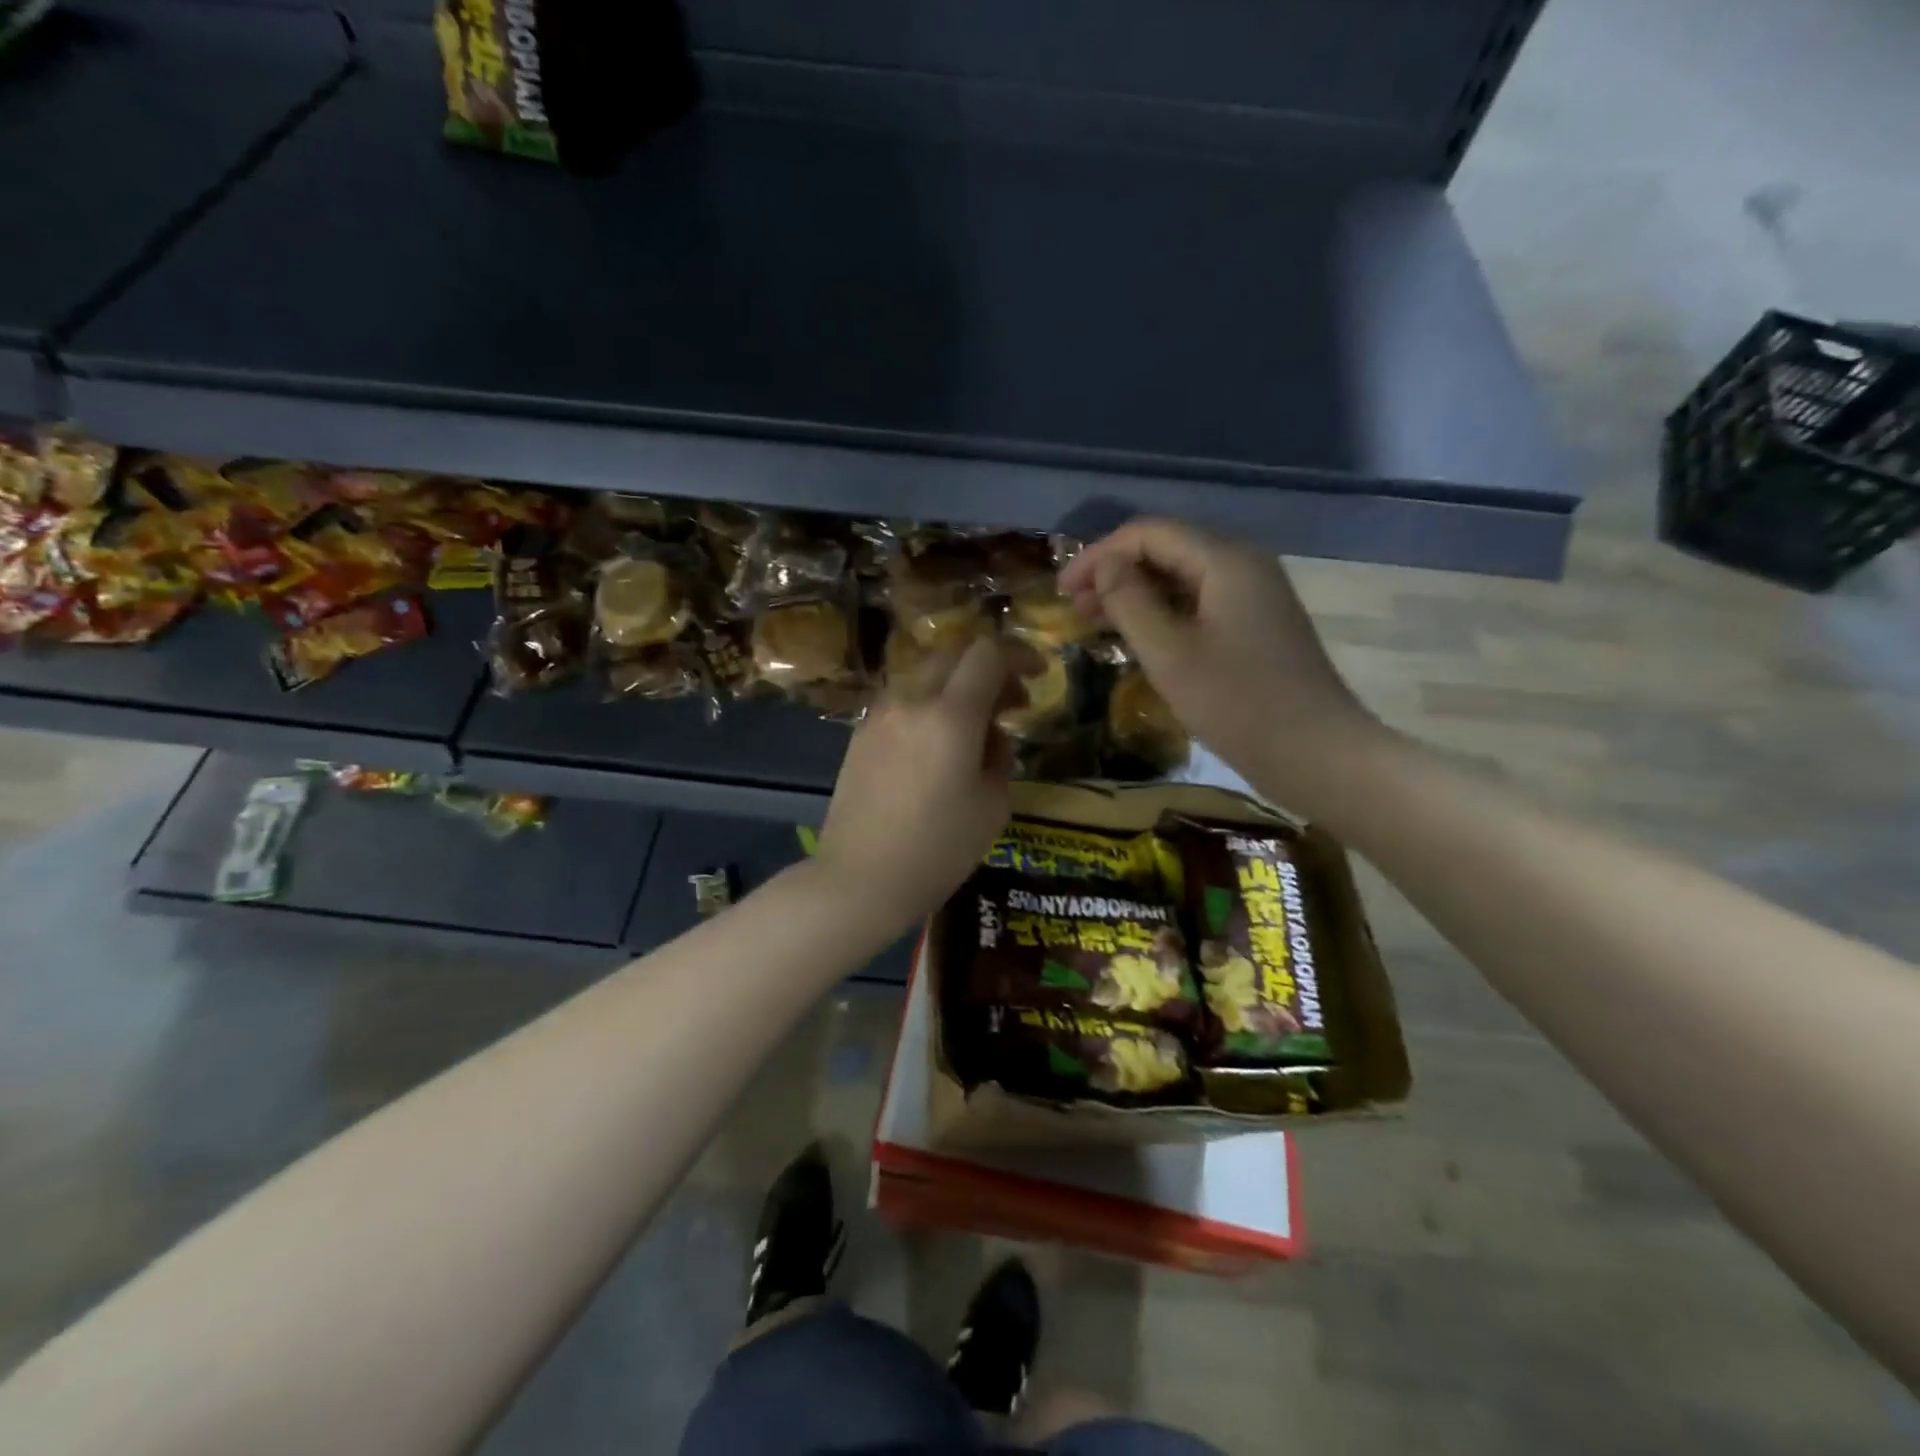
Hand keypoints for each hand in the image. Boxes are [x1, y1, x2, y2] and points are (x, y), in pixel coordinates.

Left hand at [813, 636, 1015, 933]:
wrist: (860, 879)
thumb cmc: (938, 849)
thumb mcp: (992, 806)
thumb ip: (1000, 756)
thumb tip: (992, 735)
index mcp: (950, 715)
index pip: (988, 654)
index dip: (1020, 654)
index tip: (1040, 674)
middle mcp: (911, 701)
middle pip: (954, 653)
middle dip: (990, 667)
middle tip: (1012, 702)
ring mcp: (880, 714)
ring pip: (926, 674)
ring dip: (957, 685)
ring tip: (977, 725)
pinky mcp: (861, 733)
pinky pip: (904, 699)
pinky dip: (930, 703)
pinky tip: (940, 742)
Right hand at [1058, 518, 1381, 803]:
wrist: (1318, 754)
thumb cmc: (1238, 703)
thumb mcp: (1170, 653)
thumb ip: (1130, 601)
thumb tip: (1104, 565)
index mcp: (1225, 560)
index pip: (1149, 533)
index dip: (1098, 555)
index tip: (1061, 591)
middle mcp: (1243, 565)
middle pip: (1166, 550)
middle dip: (1114, 573)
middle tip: (1073, 608)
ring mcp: (1253, 596)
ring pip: (1181, 579)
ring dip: (1135, 595)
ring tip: (1094, 622)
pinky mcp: (1256, 626)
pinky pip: (1198, 604)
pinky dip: (1161, 615)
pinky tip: (1137, 639)